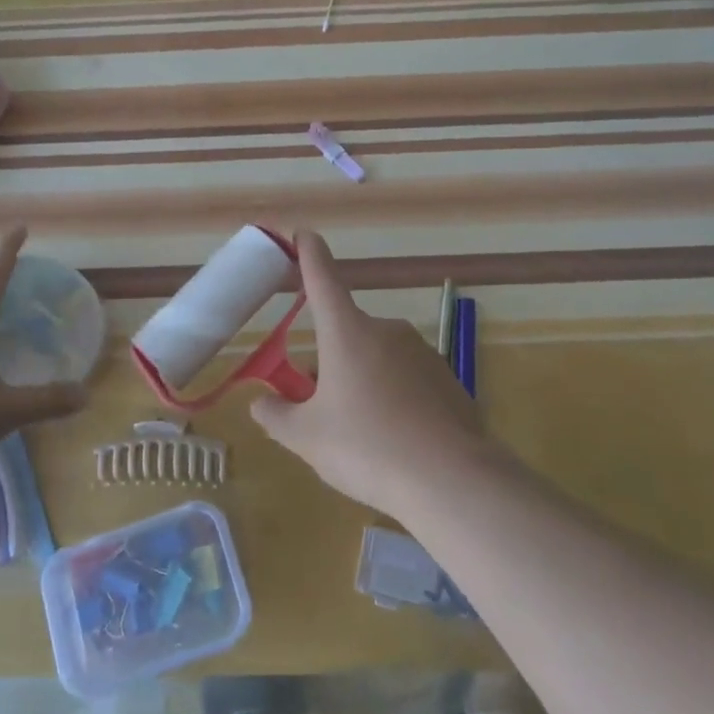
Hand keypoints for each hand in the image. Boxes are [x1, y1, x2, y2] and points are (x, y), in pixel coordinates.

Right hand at [251, 231, 493, 515]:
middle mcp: (385, 330)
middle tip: (321, 407)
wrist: (452, 480)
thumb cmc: (368, 448)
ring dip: (361, 379)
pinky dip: (394, 397)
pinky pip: (407, 379)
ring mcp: (421, 352)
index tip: (303, 233)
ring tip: (361, 433)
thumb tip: (261, 403)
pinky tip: (396, 440)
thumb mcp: (308, 438)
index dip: (309, 253)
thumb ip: (277, 417)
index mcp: (347, 332)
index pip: (322, 278)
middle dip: (329, 360)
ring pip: (377, 358)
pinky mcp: (447, 378)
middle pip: (346, 333)